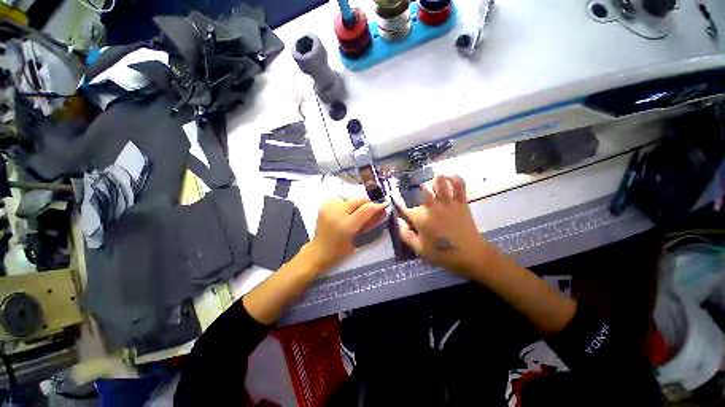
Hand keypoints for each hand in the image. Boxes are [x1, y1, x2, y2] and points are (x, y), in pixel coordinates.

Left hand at [306, 197, 386, 270]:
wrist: (319, 250)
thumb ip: (368, 224)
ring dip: (357, 204)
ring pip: (351, 198)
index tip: (384, 205)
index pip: (366, 209)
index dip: (377, 205)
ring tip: (357, 212)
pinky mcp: (325, 205)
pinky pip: (342, 200)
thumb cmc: (340, 250)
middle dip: (368, 203)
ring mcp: (329, 207)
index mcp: (346, 225)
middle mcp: (337, 212)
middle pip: (358, 200)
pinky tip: (346, 212)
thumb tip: (380, 211)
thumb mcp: (358, 239)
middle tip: (372, 208)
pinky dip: (347, 204)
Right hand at [398, 175, 501, 275]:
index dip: (398, 204)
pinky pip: (459, 185)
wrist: (470, 255)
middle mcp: (432, 207)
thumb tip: (398, 221)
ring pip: (439, 182)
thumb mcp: (419, 249)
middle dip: (414, 188)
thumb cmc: (442, 254)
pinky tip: (448, 175)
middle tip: (411, 188)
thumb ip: (405, 234)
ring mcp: (448, 203)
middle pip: (421, 190)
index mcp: (421, 218)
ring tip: (430, 182)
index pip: (404, 208)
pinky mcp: (461, 202)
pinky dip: (454, 178)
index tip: (395, 201)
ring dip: (433, 180)